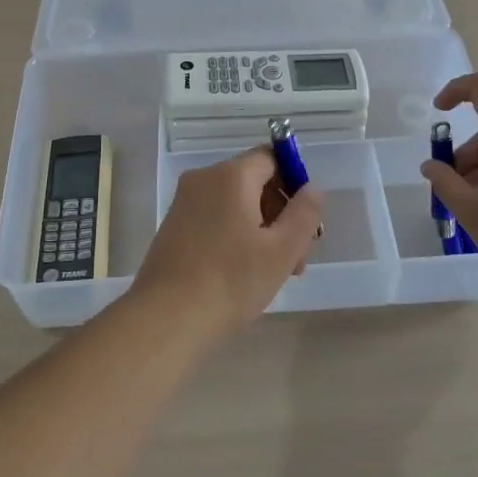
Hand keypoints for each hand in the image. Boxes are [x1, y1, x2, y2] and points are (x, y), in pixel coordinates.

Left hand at [131, 148, 324, 329]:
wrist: (166, 318)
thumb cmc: (230, 281)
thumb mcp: (281, 250)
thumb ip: (304, 213)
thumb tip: (312, 187)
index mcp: (230, 176)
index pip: (271, 157)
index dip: (295, 183)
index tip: (306, 221)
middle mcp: (203, 179)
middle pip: (254, 182)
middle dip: (280, 214)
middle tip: (297, 258)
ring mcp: (184, 203)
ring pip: (235, 204)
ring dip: (261, 230)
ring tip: (275, 273)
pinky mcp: (173, 227)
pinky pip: (214, 219)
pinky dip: (235, 236)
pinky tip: (243, 273)